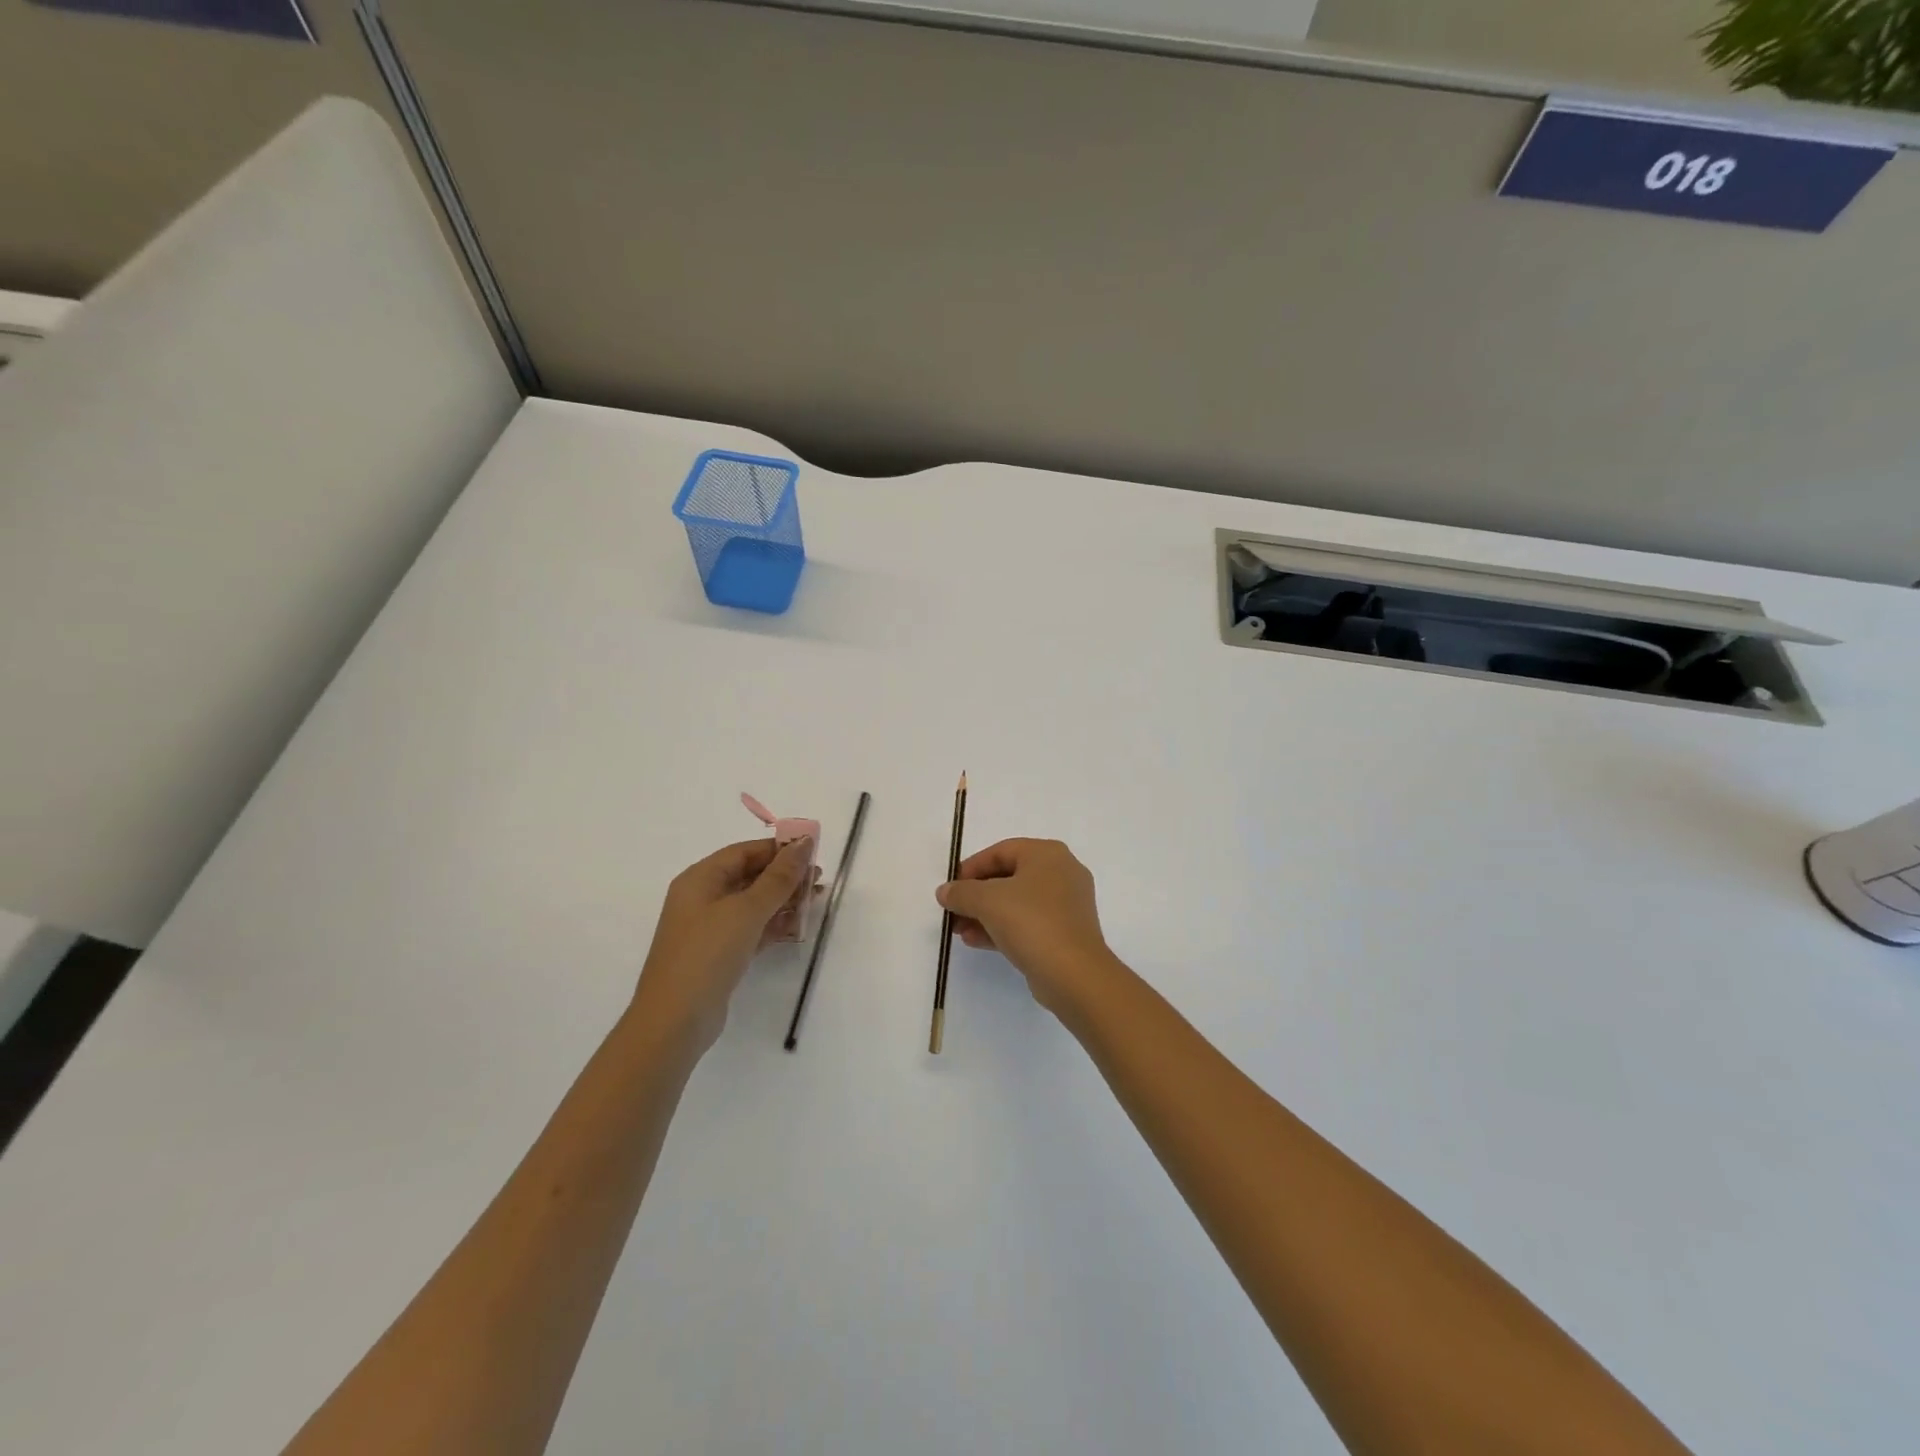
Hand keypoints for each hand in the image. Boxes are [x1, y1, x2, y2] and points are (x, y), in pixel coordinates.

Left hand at [633, 838, 814, 1052]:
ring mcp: (709, 928)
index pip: (744, 852)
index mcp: (700, 879)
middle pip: (749, 876)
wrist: (675, 1020)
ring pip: (753, 903)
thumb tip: (803, 843)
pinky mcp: (719, 954)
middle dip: (785, 876)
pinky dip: (773, 924)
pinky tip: (798, 926)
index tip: (813, 852)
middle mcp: (702, 898)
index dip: (778, 850)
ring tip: (816, 901)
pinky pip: (751, 928)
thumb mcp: (746, 910)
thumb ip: (778, 877)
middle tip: (819, 880)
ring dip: (783, 900)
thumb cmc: (707, 954)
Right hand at [935, 839, 1120, 1017]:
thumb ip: (962, 892)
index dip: (970, 867)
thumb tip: (945, 891)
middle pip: (1008, 877)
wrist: (1074, 974)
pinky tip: (975, 940)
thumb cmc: (1031, 923)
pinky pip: (1027, 922)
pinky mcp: (1065, 932)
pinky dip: (1002, 928)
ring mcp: (1066, 904)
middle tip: (952, 911)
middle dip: (976, 895)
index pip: (1000, 851)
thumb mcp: (987, 901)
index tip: (950, 887)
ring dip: (985, 914)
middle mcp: (1061, 873)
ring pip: (1016, 902)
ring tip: (958, 930)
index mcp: (1047, 854)